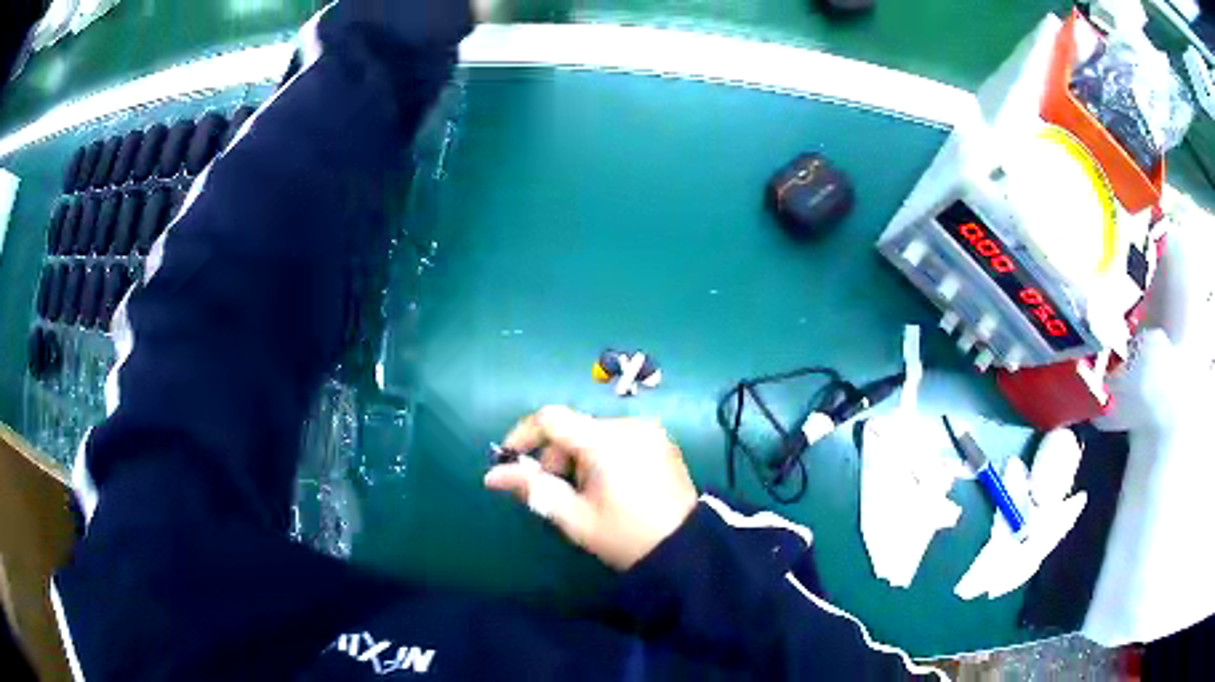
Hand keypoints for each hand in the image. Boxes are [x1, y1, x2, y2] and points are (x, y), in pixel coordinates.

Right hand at [484, 406, 697, 569]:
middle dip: (554, 456)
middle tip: (554, 491)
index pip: (551, 418)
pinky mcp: (661, 440)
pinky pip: (618, 437)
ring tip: (585, 494)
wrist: (687, 549)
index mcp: (606, 440)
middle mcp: (629, 424)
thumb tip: (492, 476)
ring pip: (595, 433)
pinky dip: (601, 455)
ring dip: (578, 457)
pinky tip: (608, 485)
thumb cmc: (626, 536)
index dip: (523, 434)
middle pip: (574, 427)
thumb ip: (533, 490)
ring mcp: (649, 430)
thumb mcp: (575, 518)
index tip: (510, 460)